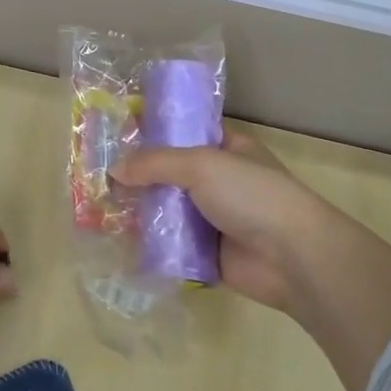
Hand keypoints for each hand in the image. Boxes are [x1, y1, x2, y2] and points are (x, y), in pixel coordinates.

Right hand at [113, 130, 390, 390]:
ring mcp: (214, 218)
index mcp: (228, 148)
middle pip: (171, 174)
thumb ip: (155, 163)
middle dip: (139, 177)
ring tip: (100, 210)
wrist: (292, 257)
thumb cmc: (252, 195)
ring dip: (141, 212)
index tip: (117, 137)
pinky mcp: (207, 253)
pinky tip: (119, 242)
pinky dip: (151, 244)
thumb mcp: (202, 164)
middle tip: (98, 178)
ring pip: (169, 210)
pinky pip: (172, 245)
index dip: (154, 133)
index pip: (186, 133)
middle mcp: (220, 180)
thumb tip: (115, 170)